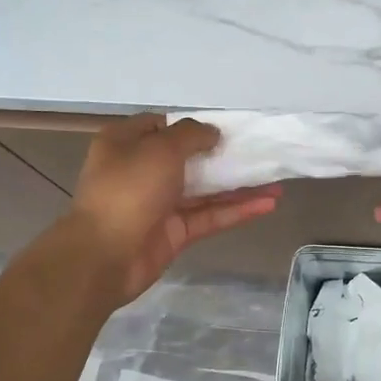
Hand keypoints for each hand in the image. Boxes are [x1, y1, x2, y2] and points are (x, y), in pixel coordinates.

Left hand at [70, 114, 278, 303]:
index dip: (193, 125)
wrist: (104, 255)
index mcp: (126, 143)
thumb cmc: (129, 189)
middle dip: (223, 156)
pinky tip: (266, 205)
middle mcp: (141, 170)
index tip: (226, 128)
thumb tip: (212, 133)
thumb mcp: (161, 149)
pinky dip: (236, 211)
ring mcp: (158, 203)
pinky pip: (209, 216)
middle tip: (259, 153)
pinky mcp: (174, 232)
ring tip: (276, 181)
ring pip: (204, 190)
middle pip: (188, 159)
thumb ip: (191, 135)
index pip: (162, 126)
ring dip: (238, 186)